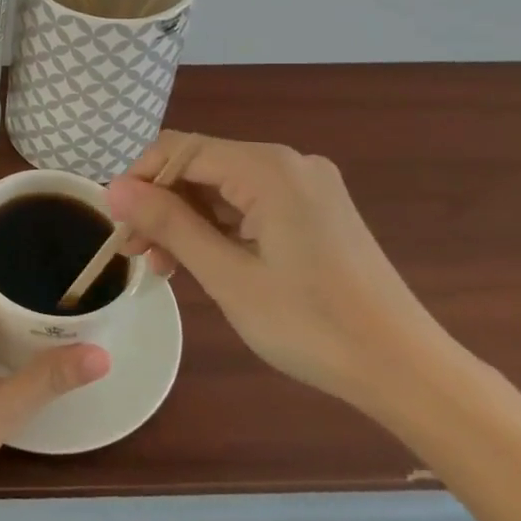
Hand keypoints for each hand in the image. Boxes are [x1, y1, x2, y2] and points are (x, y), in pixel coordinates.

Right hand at [106, 134, 452, 408]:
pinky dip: (221, 227)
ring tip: (163, 265)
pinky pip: (252, 204)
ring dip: (188, 219)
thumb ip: (169, 223)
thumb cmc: (312, 325)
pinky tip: (203, 260)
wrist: (407, 371)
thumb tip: (113, 188)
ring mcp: (307, 186)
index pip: (180, 150)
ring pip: (225, 187)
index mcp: (268, 168)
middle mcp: (289, 163)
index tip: (115, 221)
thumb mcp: (228, 276)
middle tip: (135, 251)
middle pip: (202, 167)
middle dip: (162, 204)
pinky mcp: (317, 210)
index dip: (139, 179)